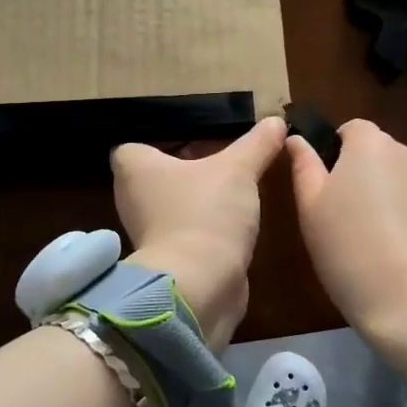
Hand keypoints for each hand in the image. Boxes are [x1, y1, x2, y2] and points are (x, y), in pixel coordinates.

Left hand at [111, 116, 286, 350]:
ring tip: (230, 191)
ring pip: (171, 208)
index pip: (130, 149)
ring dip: (196, 202)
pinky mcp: (167, 261)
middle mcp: (132, 199)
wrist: (199, 286)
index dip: (155, 144)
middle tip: (218, 161)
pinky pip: (185, 235)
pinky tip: (231, 224)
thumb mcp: (238, 170)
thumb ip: (256, 144)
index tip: (188, 141)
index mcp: (134, 169)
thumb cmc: (205, 213)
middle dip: (183, 172)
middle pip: (154, 178)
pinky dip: (203, 230)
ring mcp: (147, 234)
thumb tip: (277, 120)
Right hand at [287, 119, 406, 372]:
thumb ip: (304, 167)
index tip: (327, 188)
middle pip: (382, 155)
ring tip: (380, 243)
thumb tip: (297, 139)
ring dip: (393, 199)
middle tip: (348, 220)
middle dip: (365, 177)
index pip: (351, 129)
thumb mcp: (311, 211)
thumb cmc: (351, 252)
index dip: (337, 153)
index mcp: (370, 146)